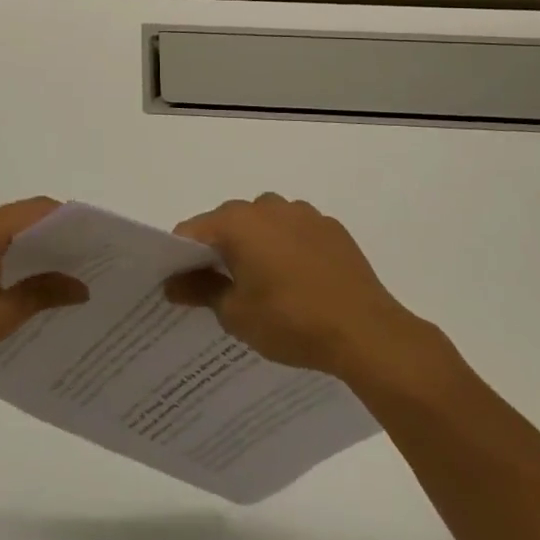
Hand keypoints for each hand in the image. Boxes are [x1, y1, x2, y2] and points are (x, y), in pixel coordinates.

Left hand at [0, 198, 88, 393]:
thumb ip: (42, 294)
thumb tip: (81, 287)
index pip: (35, 210)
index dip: (68, 220)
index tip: (94, 239)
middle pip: (16, 217)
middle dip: (49, 236)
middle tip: (82, 260)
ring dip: (24, 247)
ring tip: (55, 274)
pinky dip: (0, 254)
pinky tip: (15, 282)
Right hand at [164, 193, 441, 388]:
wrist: (367, 333)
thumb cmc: (291, 321)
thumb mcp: (235, 314)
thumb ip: (199, 291)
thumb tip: (171, 284)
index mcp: (236, 222)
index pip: (191, 231)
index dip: (180, 257)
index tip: (182, 285)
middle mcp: (267, 206)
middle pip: (227, 223)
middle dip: (220, 250)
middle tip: (222, 288)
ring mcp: (303, 214)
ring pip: (264, 224)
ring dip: (256, 245)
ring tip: (265, 285)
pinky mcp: (331, 228)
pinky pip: (295, 232)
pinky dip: (288, 248)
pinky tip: (299, 281)